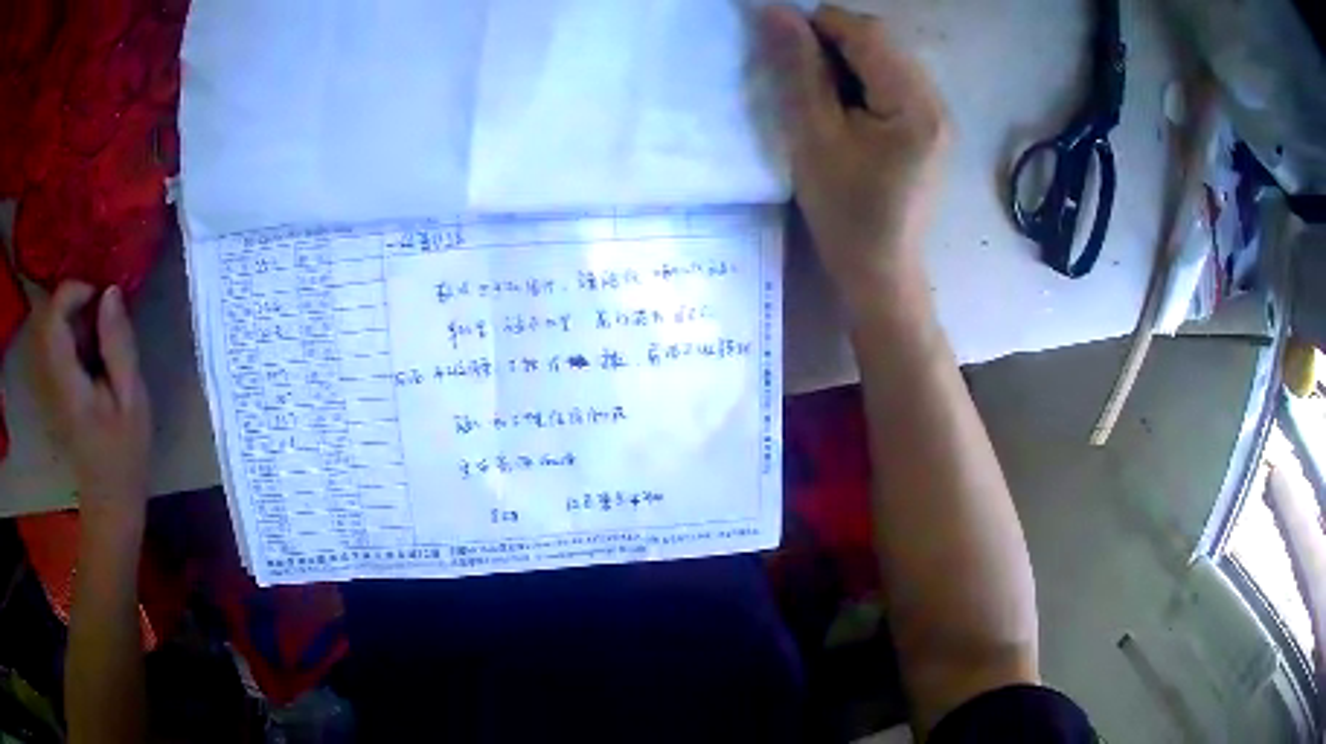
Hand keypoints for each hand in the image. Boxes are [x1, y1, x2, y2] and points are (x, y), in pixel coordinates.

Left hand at [34, 283, 151, 530]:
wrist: (110, 499)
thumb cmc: (125, 455)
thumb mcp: (132, 401)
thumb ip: (118, 346)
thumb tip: (109, 292)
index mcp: (67, 382)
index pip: (54, 318)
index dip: (72, 291)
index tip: (99, 294)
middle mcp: (52, 376)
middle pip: (50, 316)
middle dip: (75, 299)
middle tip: (103, 311)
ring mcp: (51, 382)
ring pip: (53, 325)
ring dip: (75, 314)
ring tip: (101, 329)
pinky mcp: (55, 385)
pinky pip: (58, 341)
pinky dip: (74, 330)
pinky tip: (94, 346)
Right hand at [761, 5, 950, 308]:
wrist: (880, 272)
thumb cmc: (845, 213)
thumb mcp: (813, 137)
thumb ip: (798, 70)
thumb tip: (775, 11)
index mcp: (915, 104)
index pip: (866, 33)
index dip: (818, 25)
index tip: (782, 47)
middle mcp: (936, 101)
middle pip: (881, 41)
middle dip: (833, 43)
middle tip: (799, 75)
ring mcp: (937, 115)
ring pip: (886, 59)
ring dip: (846, 61)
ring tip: (818, 94)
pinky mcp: (929, 127)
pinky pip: (893, 82)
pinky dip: (862, 81)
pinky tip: (844, 108)